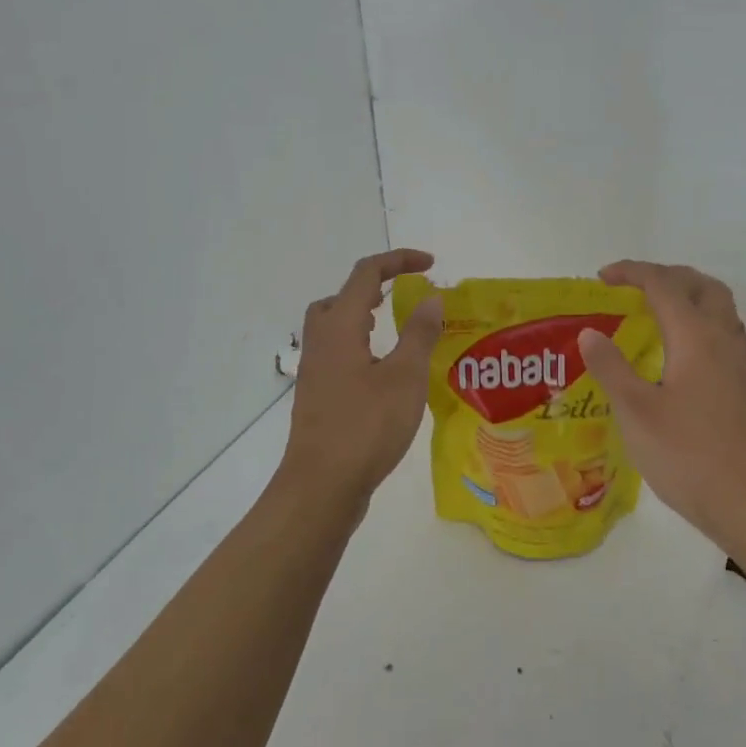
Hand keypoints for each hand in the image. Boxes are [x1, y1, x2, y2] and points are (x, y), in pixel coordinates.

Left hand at [278, 248, 444, 503]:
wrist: (322, 485)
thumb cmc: (366, 426)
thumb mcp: (405, 376)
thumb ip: (419, 333)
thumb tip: (430, 297)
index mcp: (339, 327)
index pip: (365, 274)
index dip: (398, 261)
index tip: (430, 265)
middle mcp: (320, 343)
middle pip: (338, 298)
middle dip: (371, 289)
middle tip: (401, 297)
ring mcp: (315, 372)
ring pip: (334, 328)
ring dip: (363, 319)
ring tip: (394, 331)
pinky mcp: (318, 397)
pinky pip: (337, 355)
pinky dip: (360, 348)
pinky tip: (384, 374)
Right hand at [578, 260, 745, 541]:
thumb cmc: (688, 455)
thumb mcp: (637, 412)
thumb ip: (611, 368)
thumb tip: (590, 333)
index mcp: (696, 337)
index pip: (663, 285)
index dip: (631, 273)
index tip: (601, 278)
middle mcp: (723, 340)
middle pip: (701, 286)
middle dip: (665, 276)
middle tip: (632, 288)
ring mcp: (739, 364)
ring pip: (718, 308)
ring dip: (687, 296)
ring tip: (654, 313)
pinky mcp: (744, 387)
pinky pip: (722, 334)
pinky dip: (698, 323)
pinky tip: (678, 355)